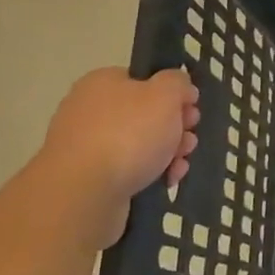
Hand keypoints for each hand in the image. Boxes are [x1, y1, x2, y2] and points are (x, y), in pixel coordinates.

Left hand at [37, 68, 198, 242]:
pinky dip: (150, 173)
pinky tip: (167, 181)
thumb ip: (178, 83)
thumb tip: (181, 89)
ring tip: (180, 165)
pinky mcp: (88, 179)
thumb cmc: (128, 134)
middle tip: (189, 140)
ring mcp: (86, 146)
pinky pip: (127, 170)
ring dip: (168, 152)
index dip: (173, 94)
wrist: (83, 194)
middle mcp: (89, 110)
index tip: (191, 111)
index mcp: (102, 83)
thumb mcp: (165, 94)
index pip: (145, 80)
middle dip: (175, 128)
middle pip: (145, 114)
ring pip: (140, 144)